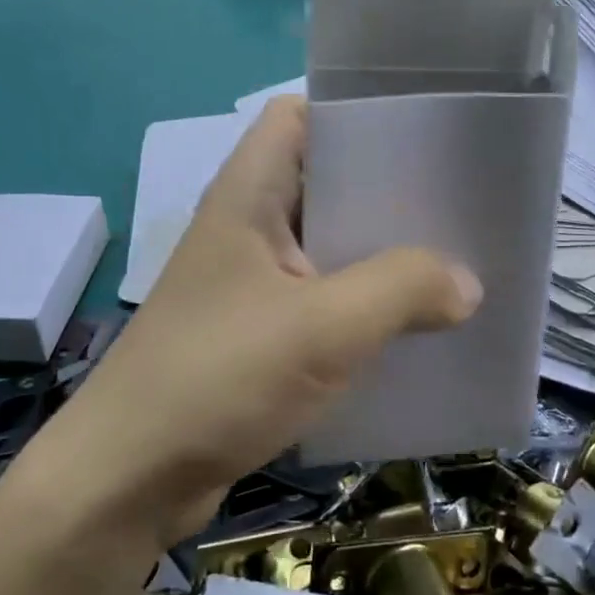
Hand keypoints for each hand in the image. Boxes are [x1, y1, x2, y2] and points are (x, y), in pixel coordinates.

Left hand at [48, 97, 480, 550]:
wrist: (127, 479)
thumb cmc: (218, 379)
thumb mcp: (322, 328)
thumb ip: (401, 290)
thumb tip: (466, 284)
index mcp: (249, 197)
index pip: (299, 117)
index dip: (356, 115)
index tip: (425, 135)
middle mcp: (248, 232)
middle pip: (325, 187)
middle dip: (390, 197)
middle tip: (462, 209)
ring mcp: (250, 288)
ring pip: (329, 254)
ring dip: (383, 264)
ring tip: (455, 271)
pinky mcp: (257, 340)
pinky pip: (323, 309)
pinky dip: (364, 316)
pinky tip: (413, 335)